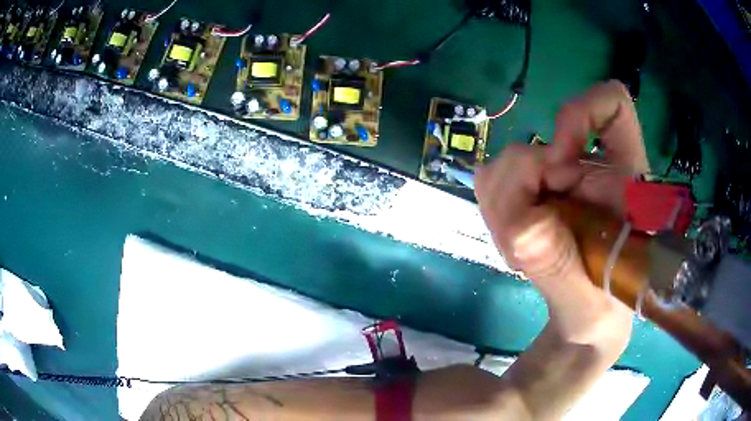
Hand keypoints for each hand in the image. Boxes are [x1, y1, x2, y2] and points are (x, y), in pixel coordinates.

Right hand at [474, 81, 648, 354]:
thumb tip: (521, 227)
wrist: (584, 318)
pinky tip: (513, 244)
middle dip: (523, 190)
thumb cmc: (602, 307)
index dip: (583, 113)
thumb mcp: (590, 300)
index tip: (561, 164)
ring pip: (508, 159)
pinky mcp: (529, 190)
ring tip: (522, 252)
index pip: (613, 106)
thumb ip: (560, 266)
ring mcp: (556, 177)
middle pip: (539, 141)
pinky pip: (492, 182)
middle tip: (526, 241)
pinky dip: (495, 215)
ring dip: (504, 209)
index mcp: (623, 179)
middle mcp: (588, 166)